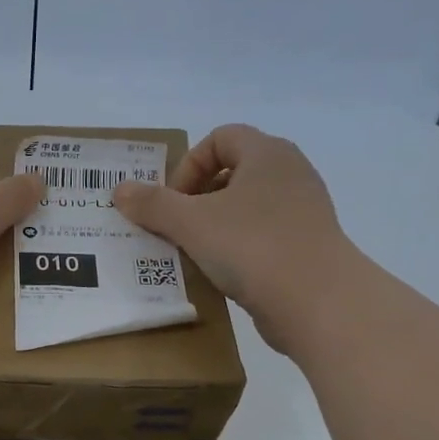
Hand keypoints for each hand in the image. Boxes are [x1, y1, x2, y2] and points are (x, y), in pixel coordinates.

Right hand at [112, 123, 348, 341]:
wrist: (318, 302)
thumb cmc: (252, 247)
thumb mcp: (191, 223)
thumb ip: (153, 204)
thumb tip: (120, 190)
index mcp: (267, 154)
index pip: (221, 137)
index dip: (189, 165)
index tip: (173, 202)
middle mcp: (290, 173)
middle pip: (233, 171)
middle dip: (198, 197)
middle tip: (178, 227)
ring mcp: (303, 210)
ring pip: (247, 206)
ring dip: (215, 224)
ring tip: (196, 252)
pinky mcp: (307, 245)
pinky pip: (262, 235)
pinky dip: (238, 247)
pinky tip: (223, 273)